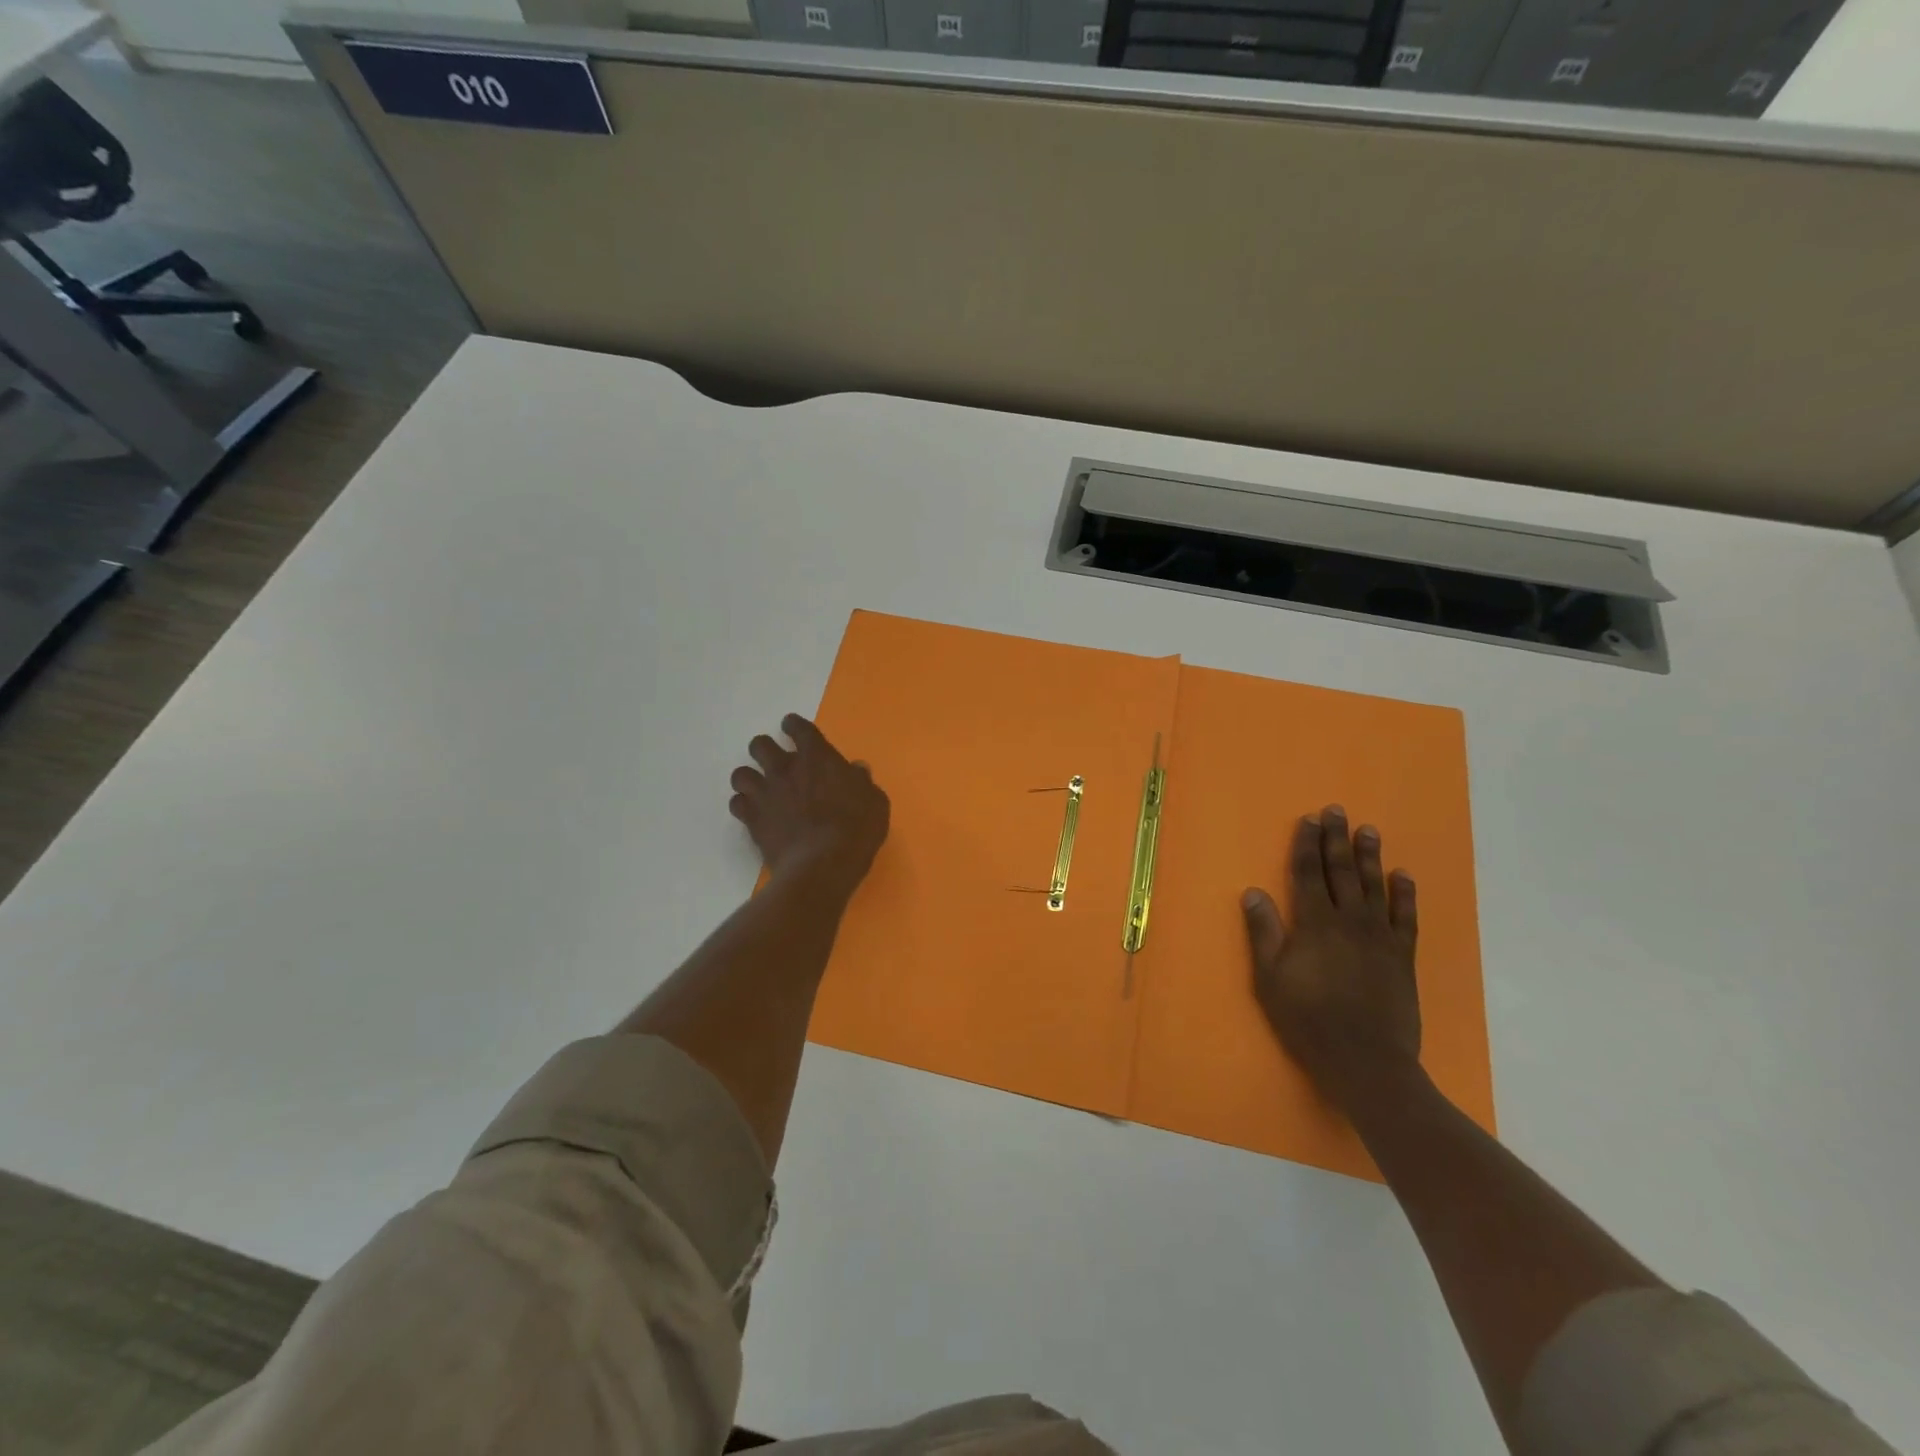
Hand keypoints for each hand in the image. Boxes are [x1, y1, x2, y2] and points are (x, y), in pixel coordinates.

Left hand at [729, 714, 889, 893]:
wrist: (823, 865)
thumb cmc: (856, 829)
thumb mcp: (875, 802)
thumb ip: (862, 781)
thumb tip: (857, 769)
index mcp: (817, 757)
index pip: (798, 728)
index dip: (793, 725)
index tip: (792, 728)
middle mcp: (785, 768)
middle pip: (760, 745)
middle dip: (765, 749)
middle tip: (775, 762)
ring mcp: (765, 793)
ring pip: (741, 773)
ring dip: (750, 778)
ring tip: (760, 789)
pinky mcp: (752, 820)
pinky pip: (737, 804)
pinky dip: (744, 806)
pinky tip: (754, 813)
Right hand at [1243, 806, 1421, 1109]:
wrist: (1365, 1059)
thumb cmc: (1308, 1019)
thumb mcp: (1270, 978)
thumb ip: (1263, 933)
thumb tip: (1253, 892)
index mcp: (1314, 924)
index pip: (1308, 874)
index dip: (1306, 845)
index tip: (1308, 820)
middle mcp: (1349, 921)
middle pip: (1341, 871)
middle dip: (1336, 839)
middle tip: (1336, 811)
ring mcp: (1380, 937)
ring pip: (1374, 886)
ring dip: (1370, 856)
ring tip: (1368, 830)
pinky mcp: (1403, 956)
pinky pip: (1406, 917)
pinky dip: (1405, 894)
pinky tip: (1403, 876)